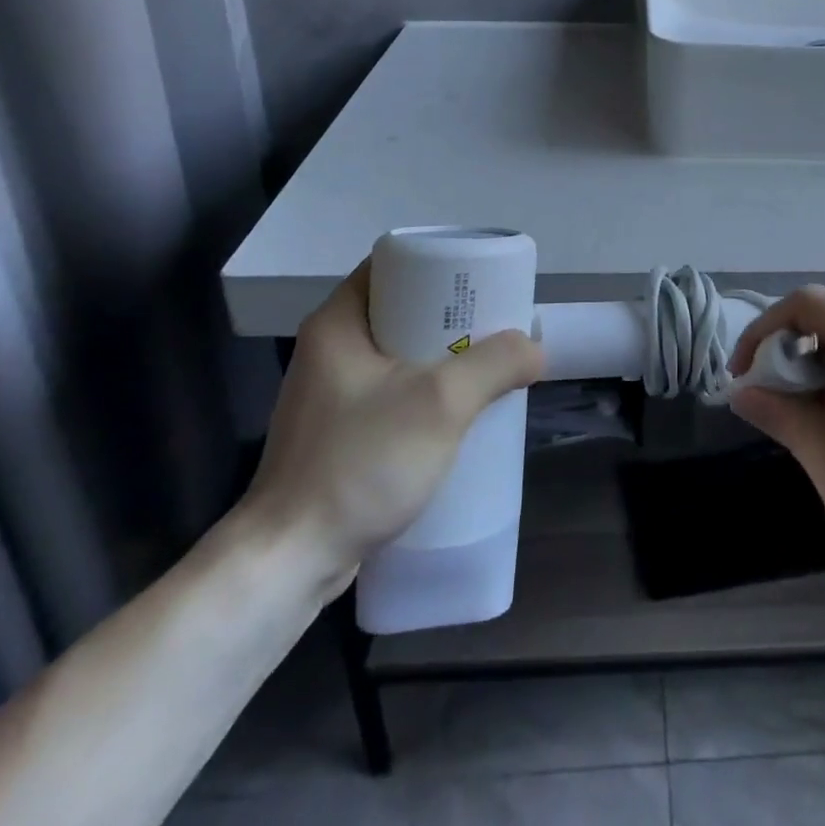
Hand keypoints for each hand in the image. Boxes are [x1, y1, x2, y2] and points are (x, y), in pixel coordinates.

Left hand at [239, 258, 543, 599]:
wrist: (289, 562)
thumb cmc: (359, 463)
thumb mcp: (440, 403)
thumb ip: (495, 365)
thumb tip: (535, 348)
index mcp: (338, 322)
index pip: (394, 264)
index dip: (441, 264)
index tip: (482, 279)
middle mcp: (330, 348)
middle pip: (402, 308)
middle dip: (452, 315)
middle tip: (496, 323)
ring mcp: (331, 393)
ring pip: (400, 353)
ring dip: (443, 356)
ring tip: (488, 364)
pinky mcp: (338, 432)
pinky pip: (393, 391)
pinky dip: (427, 390)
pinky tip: (459, 410)